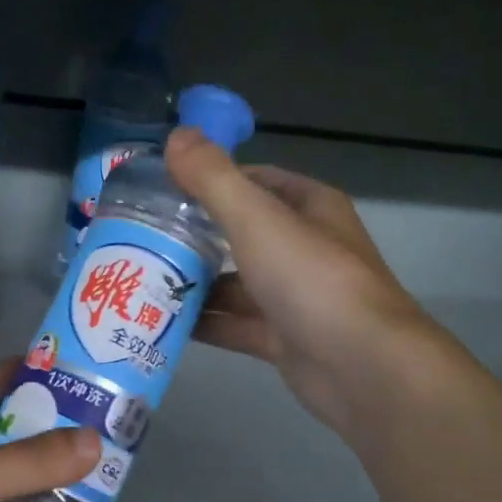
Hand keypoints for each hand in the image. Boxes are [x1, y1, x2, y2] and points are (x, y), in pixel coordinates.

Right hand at [165, 127, 425, 435]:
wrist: (362, 367)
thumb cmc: (311, 280)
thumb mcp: (256, 219)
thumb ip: (213, 178)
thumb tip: (175, 134)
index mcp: (309, 209)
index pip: (255, 182)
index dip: (211, 181)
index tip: (163, 191)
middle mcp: (304, 248)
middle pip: (240, 235)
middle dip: (194, 238)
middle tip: (140, 239)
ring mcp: (294, 297)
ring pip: (235, 284)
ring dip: (194, 285)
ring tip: (140, 282)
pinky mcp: (283, 339)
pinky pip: (235, 324)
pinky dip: (205, 324)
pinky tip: (161, 323)